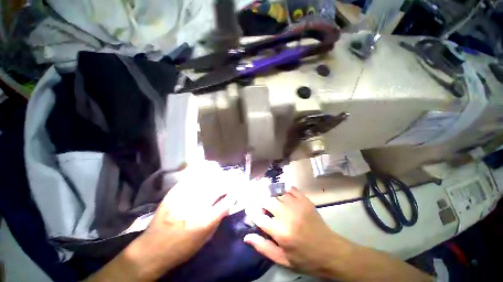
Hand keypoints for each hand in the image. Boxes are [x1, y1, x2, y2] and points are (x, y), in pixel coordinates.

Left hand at [88, 161, 233, 281]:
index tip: (238, 189)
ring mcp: (183, 198)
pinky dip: (198, 171)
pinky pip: (189, 178)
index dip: (234, 194)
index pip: (226, 202)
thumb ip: (218, 220)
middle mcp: (196, 207)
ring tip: (221, 170)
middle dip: (228, 181)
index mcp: (205, 221)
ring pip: (205, 180)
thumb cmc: (182, 249)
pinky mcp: (173, 193)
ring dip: (215, 174)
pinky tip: (204, 167)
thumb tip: (228, 203)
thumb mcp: (204, 239)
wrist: (153, 249)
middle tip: (233, 177)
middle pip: (217, 188)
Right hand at [244, 186, 350, 276]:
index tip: (251, 210)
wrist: (330, 252)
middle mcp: (287, 216)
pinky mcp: (305, 201)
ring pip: (278, 195)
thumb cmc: (304, 258)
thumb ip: (263, 247)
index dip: (253, 212)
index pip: (259, 217)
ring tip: (275, 205)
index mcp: (281, 233)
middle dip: (263, 204)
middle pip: (268, 201)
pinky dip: (285, 191)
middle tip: (264, 210)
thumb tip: (246, 236)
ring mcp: (297, 206)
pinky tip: (285, 196)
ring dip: (274, 199)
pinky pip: (291, 189)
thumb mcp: (282, 259)